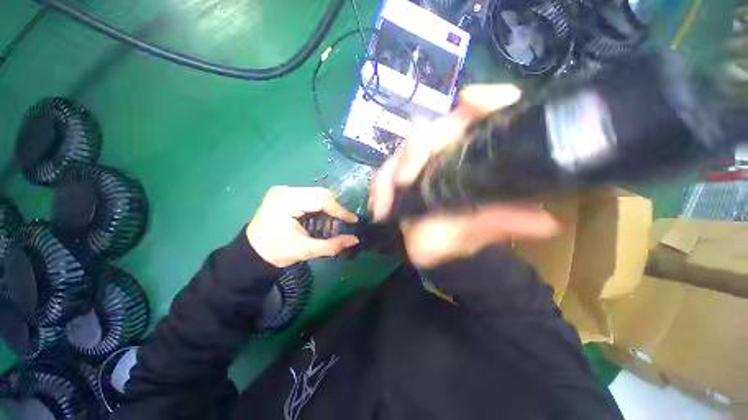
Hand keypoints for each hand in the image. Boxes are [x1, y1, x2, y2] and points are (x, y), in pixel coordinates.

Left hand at [247, 186, 359, 267]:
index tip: (353, 220)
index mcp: (286, 202)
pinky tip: (320, 218)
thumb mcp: (305, 250)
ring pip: (317, 193)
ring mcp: (284, 190)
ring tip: (331, 222)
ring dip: (328, 207)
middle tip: (342, 223)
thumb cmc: (276, 252)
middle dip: (335, 208)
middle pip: (320, 193)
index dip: (340, 210)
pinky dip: (319, 206)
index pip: (321, 200)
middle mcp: (285, 190)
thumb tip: (355, 240)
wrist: (252, 252)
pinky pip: (310, 196)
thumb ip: (331, 245)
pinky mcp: (285, 194)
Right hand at [369, 84, 557, 267]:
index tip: (470, 100)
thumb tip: (548, 223)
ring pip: (401, 154)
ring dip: (391, 175)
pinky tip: (379, 207)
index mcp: (472, 156)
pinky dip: (378, 189)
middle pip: (430, 132)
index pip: (484, 115)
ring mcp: (419, 165)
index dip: (484, 101)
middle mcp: (445, 153)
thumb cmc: (464, 235)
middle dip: (416, 151)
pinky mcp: (398, 179)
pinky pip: (382, 176)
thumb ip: (508, 221)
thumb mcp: (487, 227)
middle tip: (406, 180)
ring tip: (386, 202)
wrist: (439, 252)